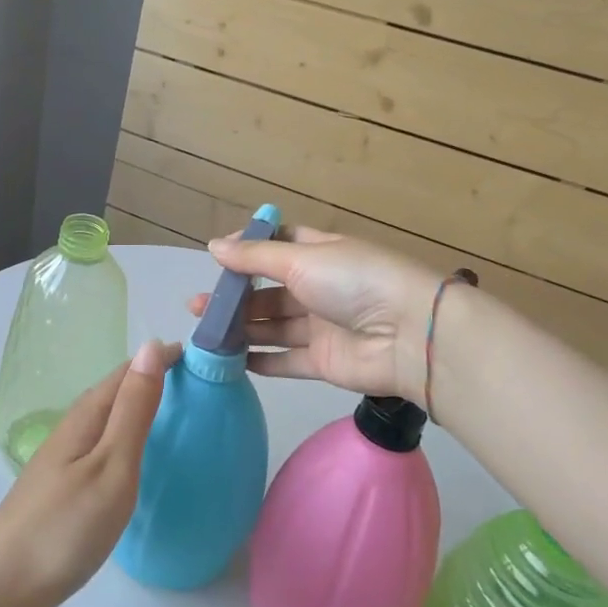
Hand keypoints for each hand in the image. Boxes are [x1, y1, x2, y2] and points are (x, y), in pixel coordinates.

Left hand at [0, 339, 180, 606]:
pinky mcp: (61, 483)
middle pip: (116, 390)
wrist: (1, 588)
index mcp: (87, 415)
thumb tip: (152, 346)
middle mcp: (73, 426)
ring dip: (137, 405)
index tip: (199, 355)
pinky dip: (124, 433)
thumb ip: (134, 409)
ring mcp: (63, 456)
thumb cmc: (66, 525)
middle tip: (196, 381)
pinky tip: (134, 453)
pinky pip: (101, 441)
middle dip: (152, 377)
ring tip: (174, 410)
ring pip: (107, 416)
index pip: (128, 371)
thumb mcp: (112, 465)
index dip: (161, 359)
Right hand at [190, 227, 442, 401]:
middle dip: (235, 296)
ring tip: (204, 332)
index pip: (279, 245)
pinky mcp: (323, 361)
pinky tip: (232, 360)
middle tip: (197, 306)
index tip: (217, 257)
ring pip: (273, 326)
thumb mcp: (301, 258)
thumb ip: (255, 257)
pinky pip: (286, 360)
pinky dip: (261, 361)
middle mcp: (320, 287)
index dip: (249, 249)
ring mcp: (322, 326)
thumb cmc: (354, 281)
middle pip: (270, 290)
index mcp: (320, 253)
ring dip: (241, 328)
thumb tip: (213, 245)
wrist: (409, 335)